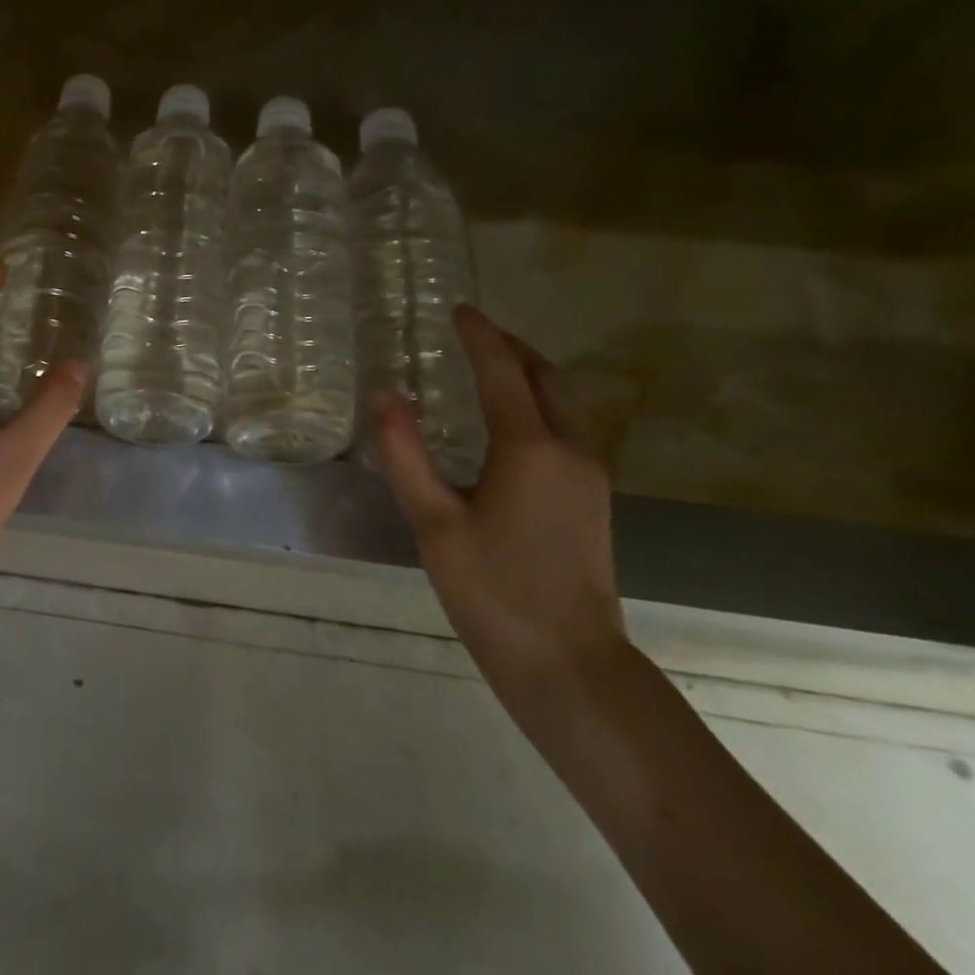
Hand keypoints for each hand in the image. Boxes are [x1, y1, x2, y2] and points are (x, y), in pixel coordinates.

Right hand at [369, 306, 626, 698]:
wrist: (570, 664)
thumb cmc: (494, 591)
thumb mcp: (433, 522)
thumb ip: (405, 453)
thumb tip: (383, 393)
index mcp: (529, 447)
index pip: (502, 372)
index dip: (479, 336)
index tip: (459, 310)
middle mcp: (568, 450)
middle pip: (545, 378)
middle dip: (511, 348)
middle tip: (474, 332)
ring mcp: (588, 476)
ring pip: (561, 403)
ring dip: (527, 375)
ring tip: (488, 368)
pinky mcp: (591, 500)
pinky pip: (564, 429)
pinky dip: (536, 405)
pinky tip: (508, 426)